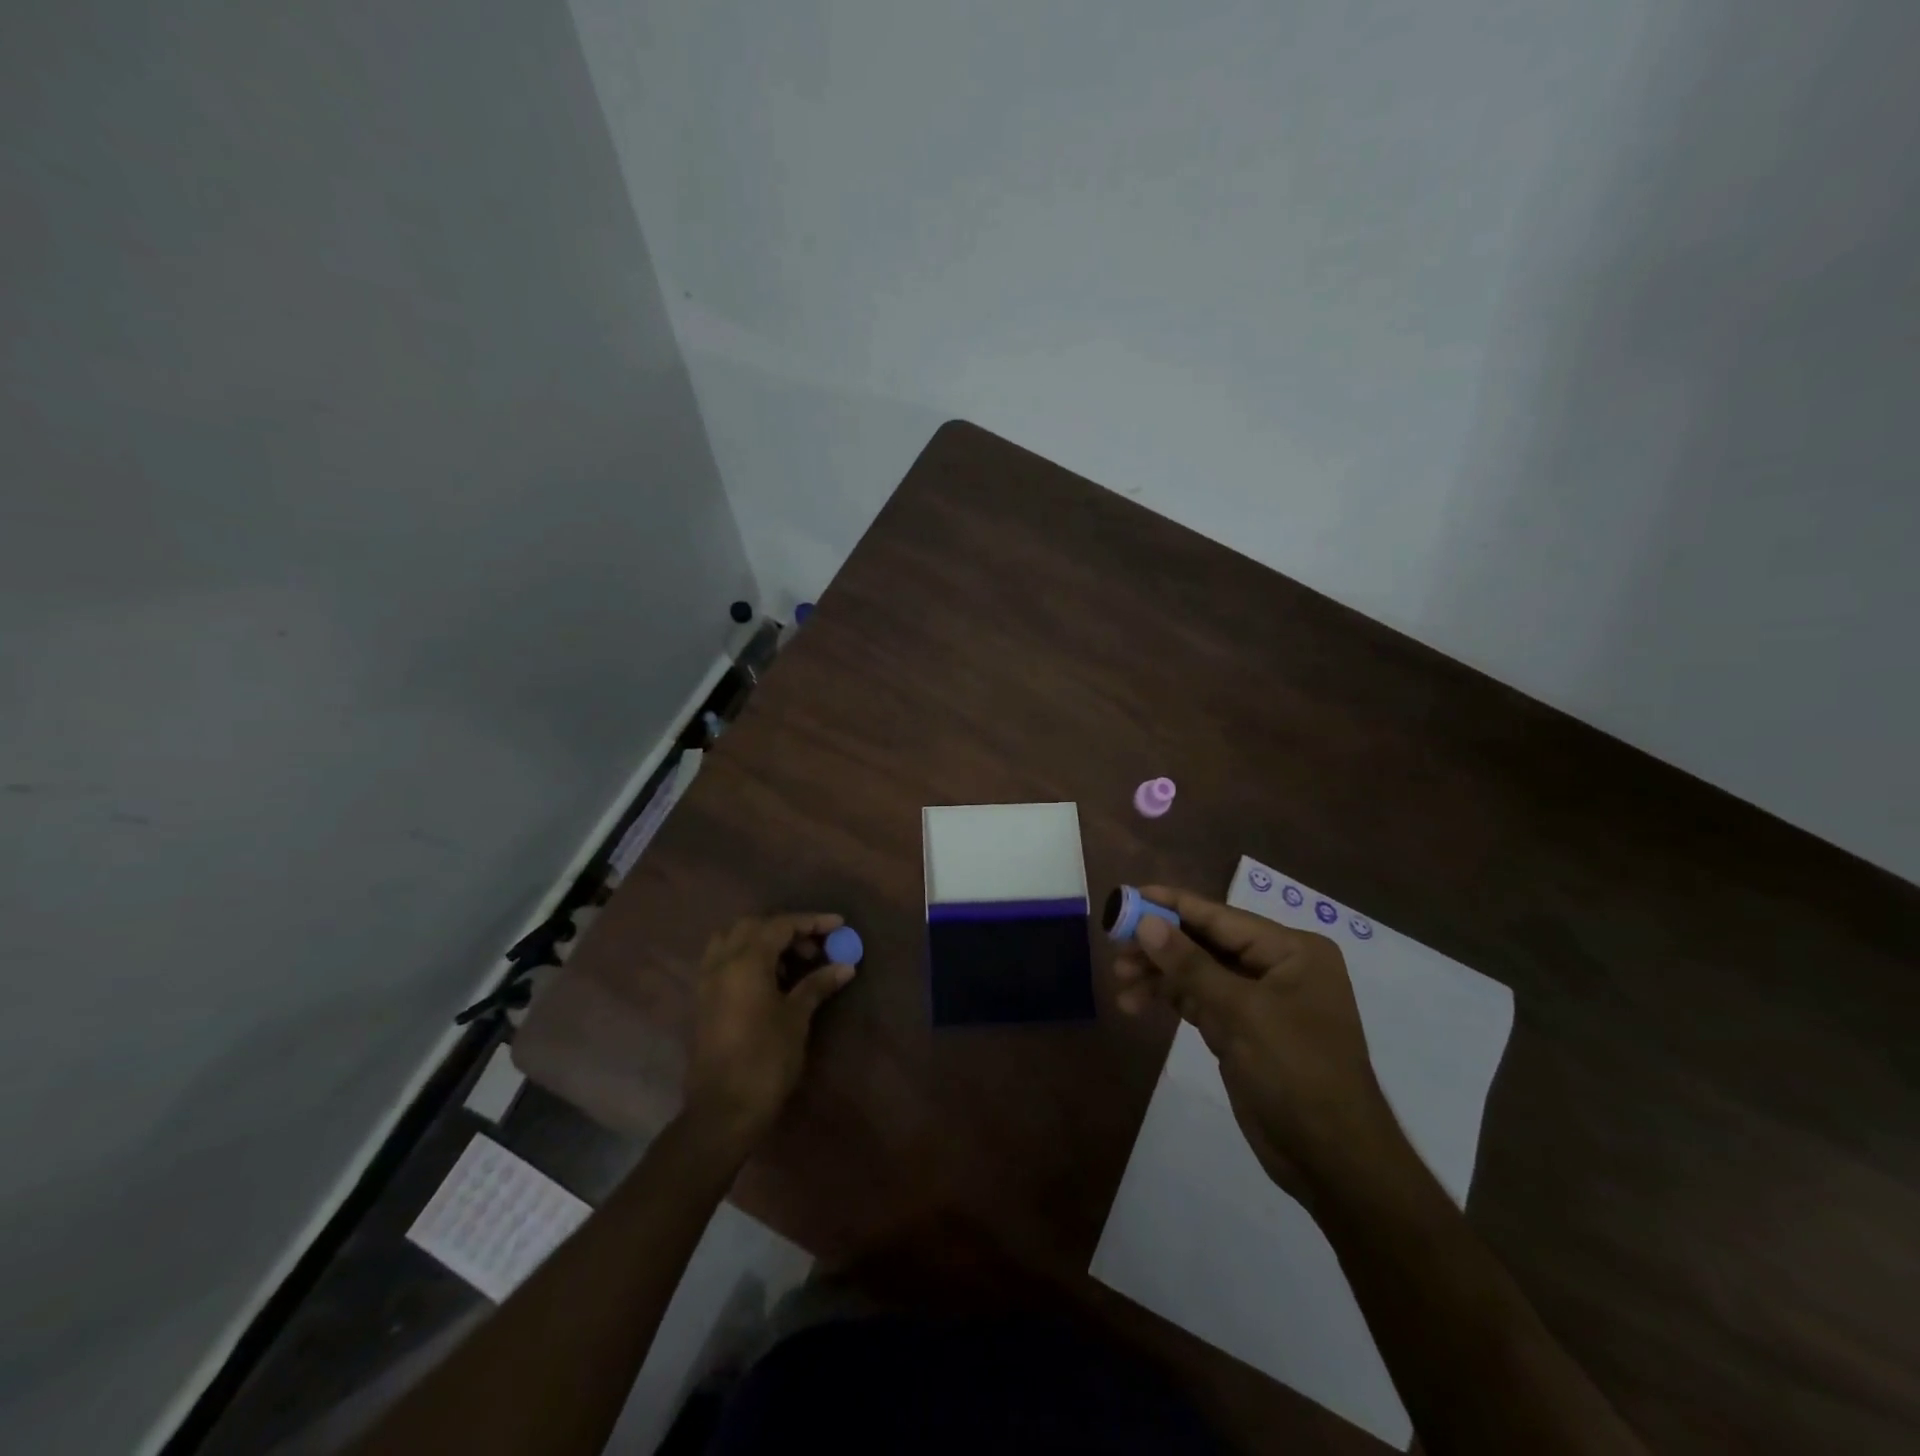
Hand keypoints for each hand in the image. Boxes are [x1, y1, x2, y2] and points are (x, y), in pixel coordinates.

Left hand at [683, 912, 854, 1150]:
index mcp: (745, 961)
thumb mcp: (797, 1017)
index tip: (839, 925)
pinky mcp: (703, 1000)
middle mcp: (722, 962)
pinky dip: (747, 958)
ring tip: (791, 965)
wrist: (723, 1110)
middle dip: (786, 929)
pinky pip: (724, 961)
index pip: (781, 925)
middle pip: (753, 926)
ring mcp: (708, 981)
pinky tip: (769, 981)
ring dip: (763, 941)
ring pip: (733, 940)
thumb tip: (845, 966)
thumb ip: (818, 985)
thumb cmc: (766, 1058)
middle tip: (814, 949)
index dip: (812, 921)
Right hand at [1111, 886, 1405, 1199]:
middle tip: (1114, 947)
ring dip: (1158, 976)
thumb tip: (1145, 922)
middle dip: (1159, 946)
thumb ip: (1190, 965)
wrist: (1332, 1160)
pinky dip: (1168, 999)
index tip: (1128, 895)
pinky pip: (1198, 1001)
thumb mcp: (1242, 1013)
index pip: (1221, 917)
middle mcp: (1276, 967)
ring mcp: (1258, 1000)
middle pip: (1205, 942)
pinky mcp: (1242, 1030)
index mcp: (1291, 950)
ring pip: (1196, 972)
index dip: (1172, 905)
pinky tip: (1135, 1003)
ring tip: (1119, 982)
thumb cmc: (1297, 1072)